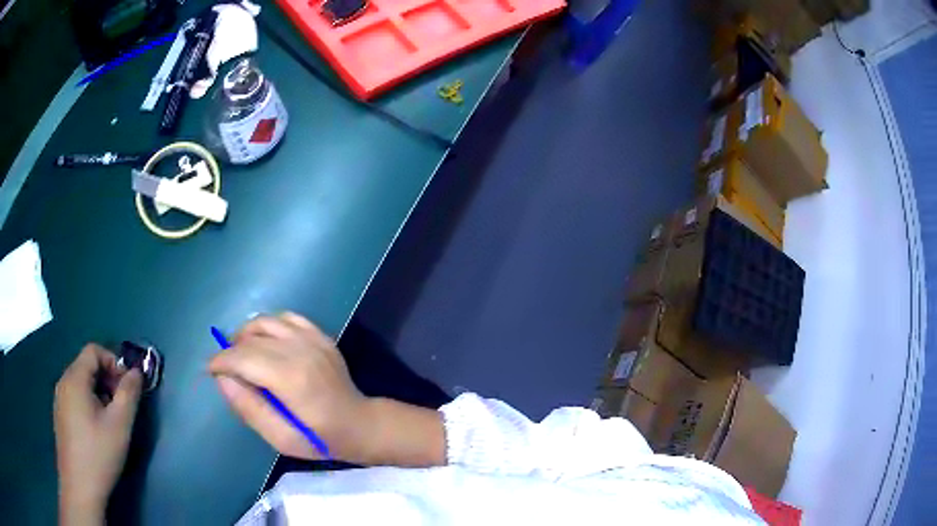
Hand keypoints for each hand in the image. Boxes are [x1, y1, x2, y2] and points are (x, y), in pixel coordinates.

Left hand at [54, 344, 142, 524]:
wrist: (80, 486)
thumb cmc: (99, 454)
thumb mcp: (119, 426)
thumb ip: (129, 394)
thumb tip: (136, 373)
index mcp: (75, 378)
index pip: (93, 351)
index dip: (114, 362)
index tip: (127, 387)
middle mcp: (63, 382)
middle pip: (86, 366)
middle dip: (107, 380)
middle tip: (122, 406)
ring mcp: (59, 400)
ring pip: (81, 384)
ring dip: (99, 393)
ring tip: (112, 422)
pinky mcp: (60, 417)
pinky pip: (75, 398)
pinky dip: (89, 404)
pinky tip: (97, 432)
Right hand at [210, 313, 444, 466]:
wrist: (359, 424)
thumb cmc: (320, 438)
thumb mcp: (281, 438)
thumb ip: (249, 408)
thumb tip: (223, 379)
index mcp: (291, 378)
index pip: (242, 357)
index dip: (220, 361)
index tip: (210, 371)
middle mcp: (301, 350)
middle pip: (250, 338)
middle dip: (230, 351)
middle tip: (227, 370)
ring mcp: (313, 339)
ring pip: (265, 321)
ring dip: (246, 334)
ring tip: (242, 355)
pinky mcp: (320, 335)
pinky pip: (286, 317)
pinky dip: (269, 326)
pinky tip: (266, 343)